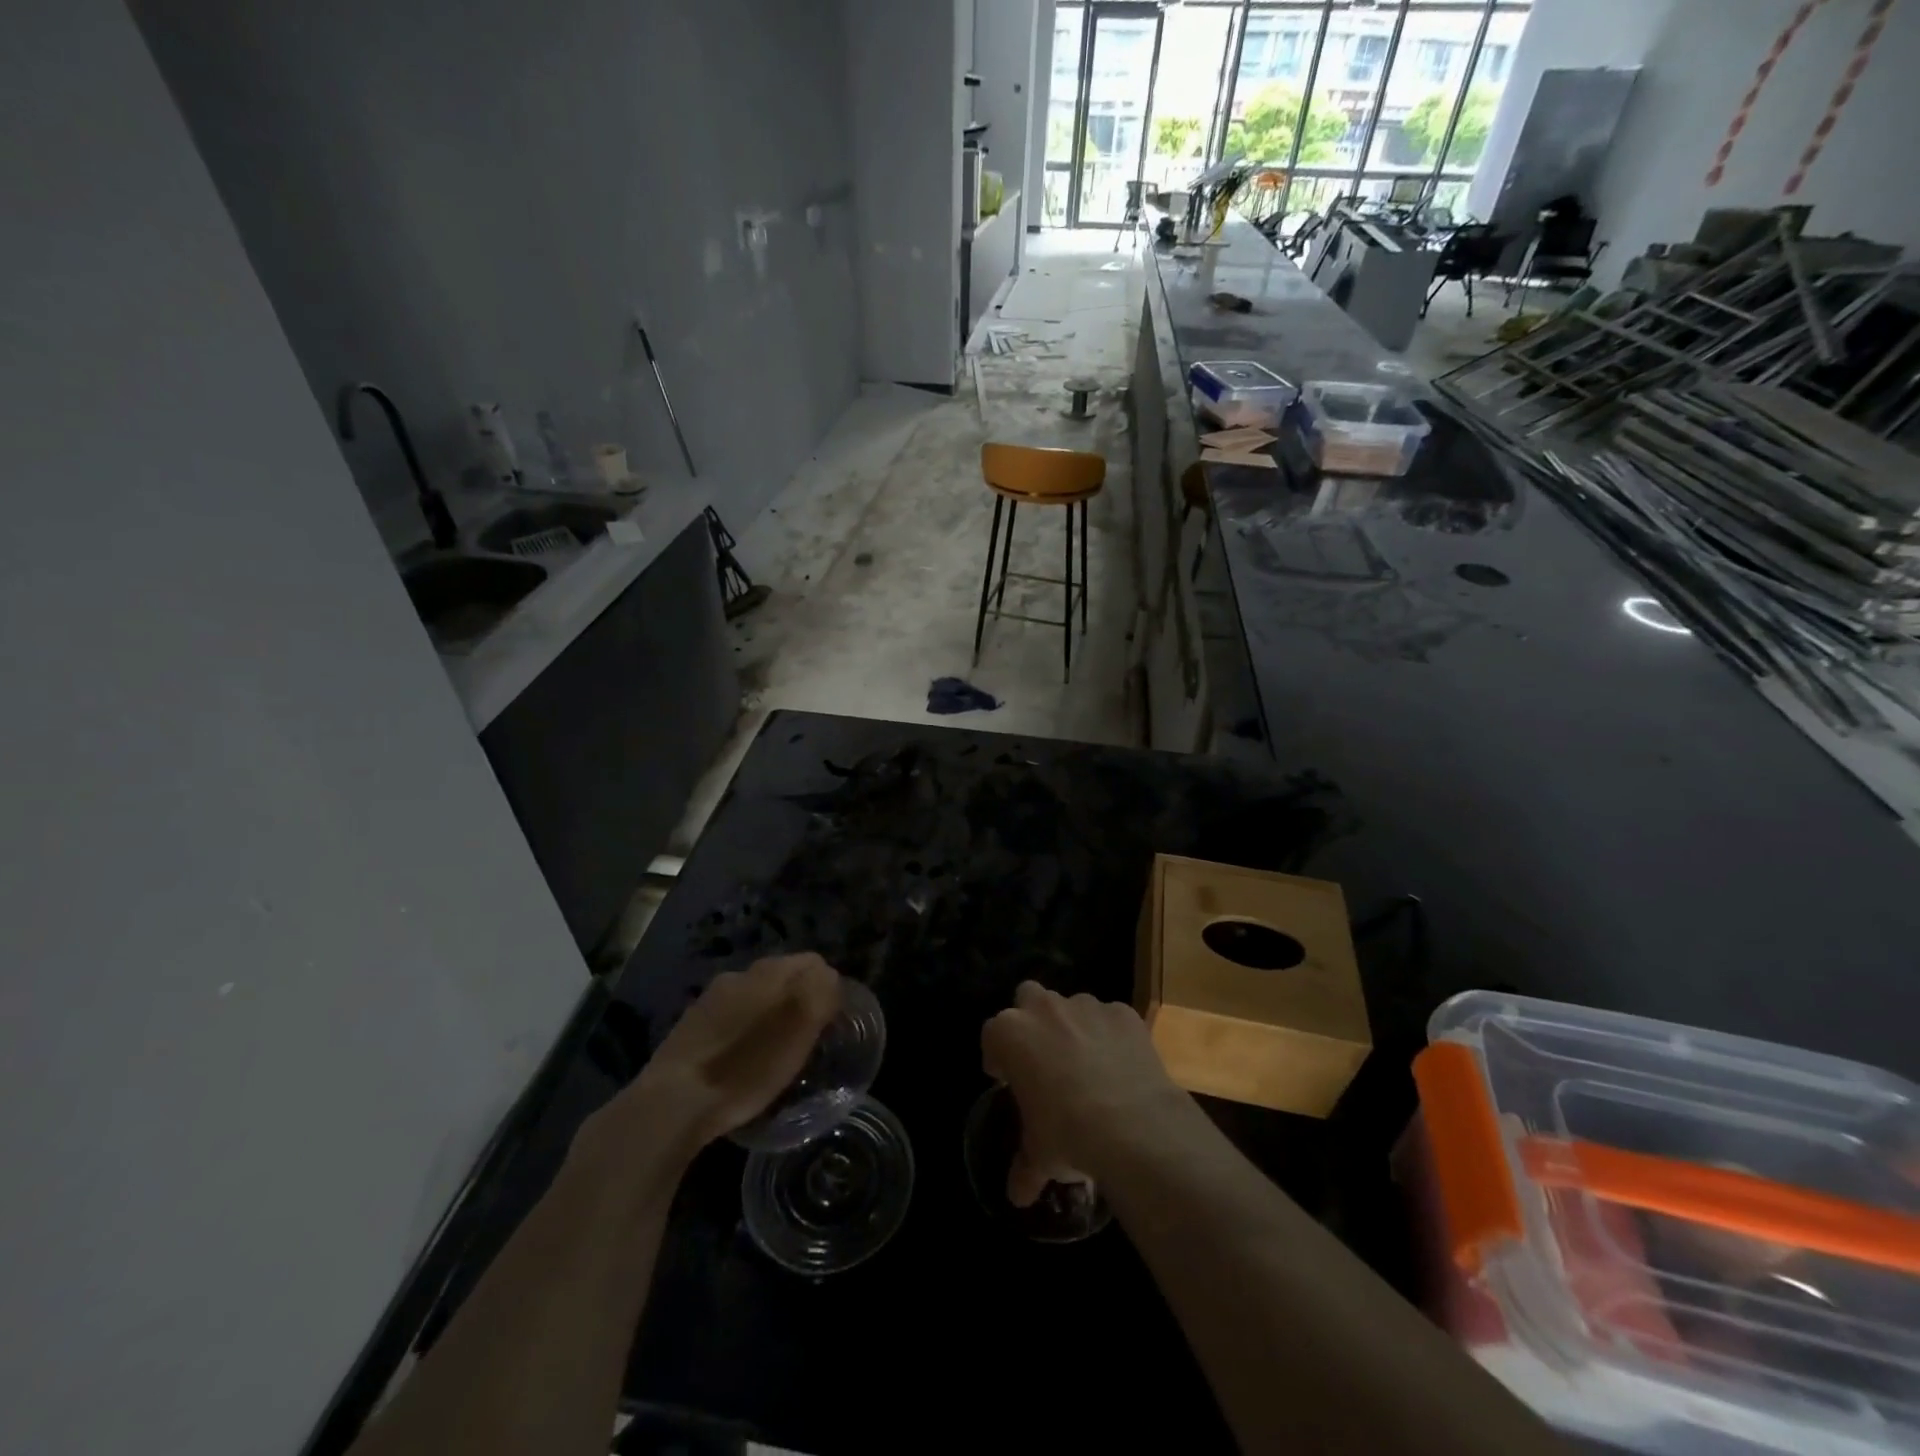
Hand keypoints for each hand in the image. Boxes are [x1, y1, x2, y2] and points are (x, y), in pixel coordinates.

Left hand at [581, 955, 842, 1165]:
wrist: (672, 1101)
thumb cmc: (746, 1067)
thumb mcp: (798, 1032)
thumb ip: (820, 994)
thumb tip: (830, 977)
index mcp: (769, 971)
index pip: (813, 963)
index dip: (827, 988)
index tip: (830, 1021)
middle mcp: (739, 974)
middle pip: (783, 977)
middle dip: (798, 999)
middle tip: (806, 1036)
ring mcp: (711, 998)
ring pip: (755, 996)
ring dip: (769, 1014)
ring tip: (775, 1051)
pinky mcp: (690, 1024)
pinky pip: (730, 1017)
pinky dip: (743, 1031)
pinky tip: (741, 1059)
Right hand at [981, 982, 1192, 1206]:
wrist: (1133, 1126)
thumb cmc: (1068, 1134)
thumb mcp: (1039, 1156)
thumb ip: (1024, 1168)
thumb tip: (1017, 1195)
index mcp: (1010, 1034)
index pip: (992, 1035)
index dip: (999, 1057)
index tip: (1008, 1080)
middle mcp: (1044, 1008)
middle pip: (1028, 998)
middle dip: (1032, 1021)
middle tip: (1043, 1058)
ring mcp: (1086, 1006)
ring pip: (1072, 1006)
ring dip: (1074, 1028)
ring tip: (1088, 1066)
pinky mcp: (1123, 1013)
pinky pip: (1111, 1020)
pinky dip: (1112, 1036)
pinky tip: (1122, 1067)